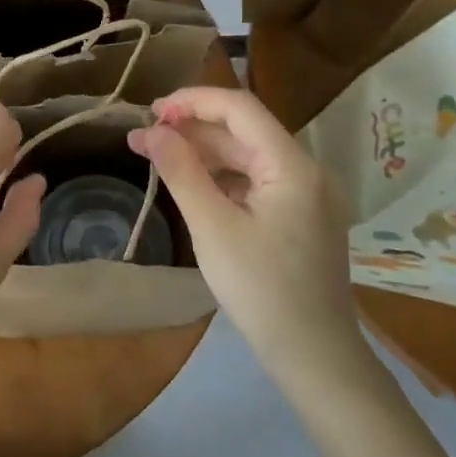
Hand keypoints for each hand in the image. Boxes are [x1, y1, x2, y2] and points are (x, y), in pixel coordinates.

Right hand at [129, 87, 364, 370]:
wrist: (313, 355)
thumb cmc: (261, 289)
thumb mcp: (212, 227)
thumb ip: (182, 171)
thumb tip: (152, 131)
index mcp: (291, 166)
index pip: (240, 108)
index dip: (193, 101)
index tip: (151, 112)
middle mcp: (304, 171)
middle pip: (243, 131)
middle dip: (191, 129)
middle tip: (141, 139)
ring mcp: (305, 196)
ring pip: (247, 157)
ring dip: (202, 153)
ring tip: (155, 157)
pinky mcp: (298, 218)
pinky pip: (255, 183)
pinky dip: (220, 178)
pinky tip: (190, 185)